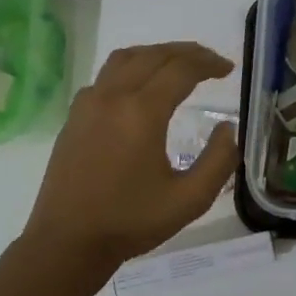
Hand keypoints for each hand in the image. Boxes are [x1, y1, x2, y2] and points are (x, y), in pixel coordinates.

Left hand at [22, 41, 238, 270]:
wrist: (67, 242)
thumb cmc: (130, 222)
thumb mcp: (189, 200)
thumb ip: (218, 161)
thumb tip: (228, 129)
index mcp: (142, 112)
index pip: (181, 69)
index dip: (209, 64)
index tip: (228, 69)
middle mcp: (113, 96)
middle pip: (154, 55)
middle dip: (187, 53)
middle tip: (211, 63)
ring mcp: (88, 104)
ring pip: (126, 58)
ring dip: (156, 54)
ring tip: (178, 65)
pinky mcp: (74, 116)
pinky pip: (105, 76)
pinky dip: (131, 69)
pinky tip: (139, 88)